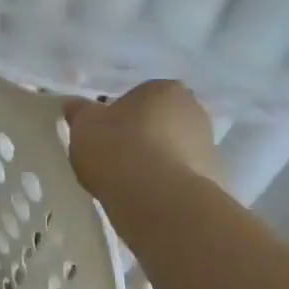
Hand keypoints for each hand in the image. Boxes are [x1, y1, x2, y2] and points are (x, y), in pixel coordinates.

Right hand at [62, 82, 221, 203]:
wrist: (158, 199)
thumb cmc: (118, 148)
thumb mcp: (84, 125)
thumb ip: (79, 112)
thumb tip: (74, 105)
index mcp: (165, 89)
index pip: (139, 97)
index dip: (118, 116)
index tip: (103, 135)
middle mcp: (195, 111)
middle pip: (160, 122)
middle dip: (141, 136)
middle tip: (114, 157)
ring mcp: (209, 146)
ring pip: (172, 150)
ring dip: (155, 161)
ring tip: (128, 183)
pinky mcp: (214, 181)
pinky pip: (181, 178)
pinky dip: (166, 184)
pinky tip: (146, 198)